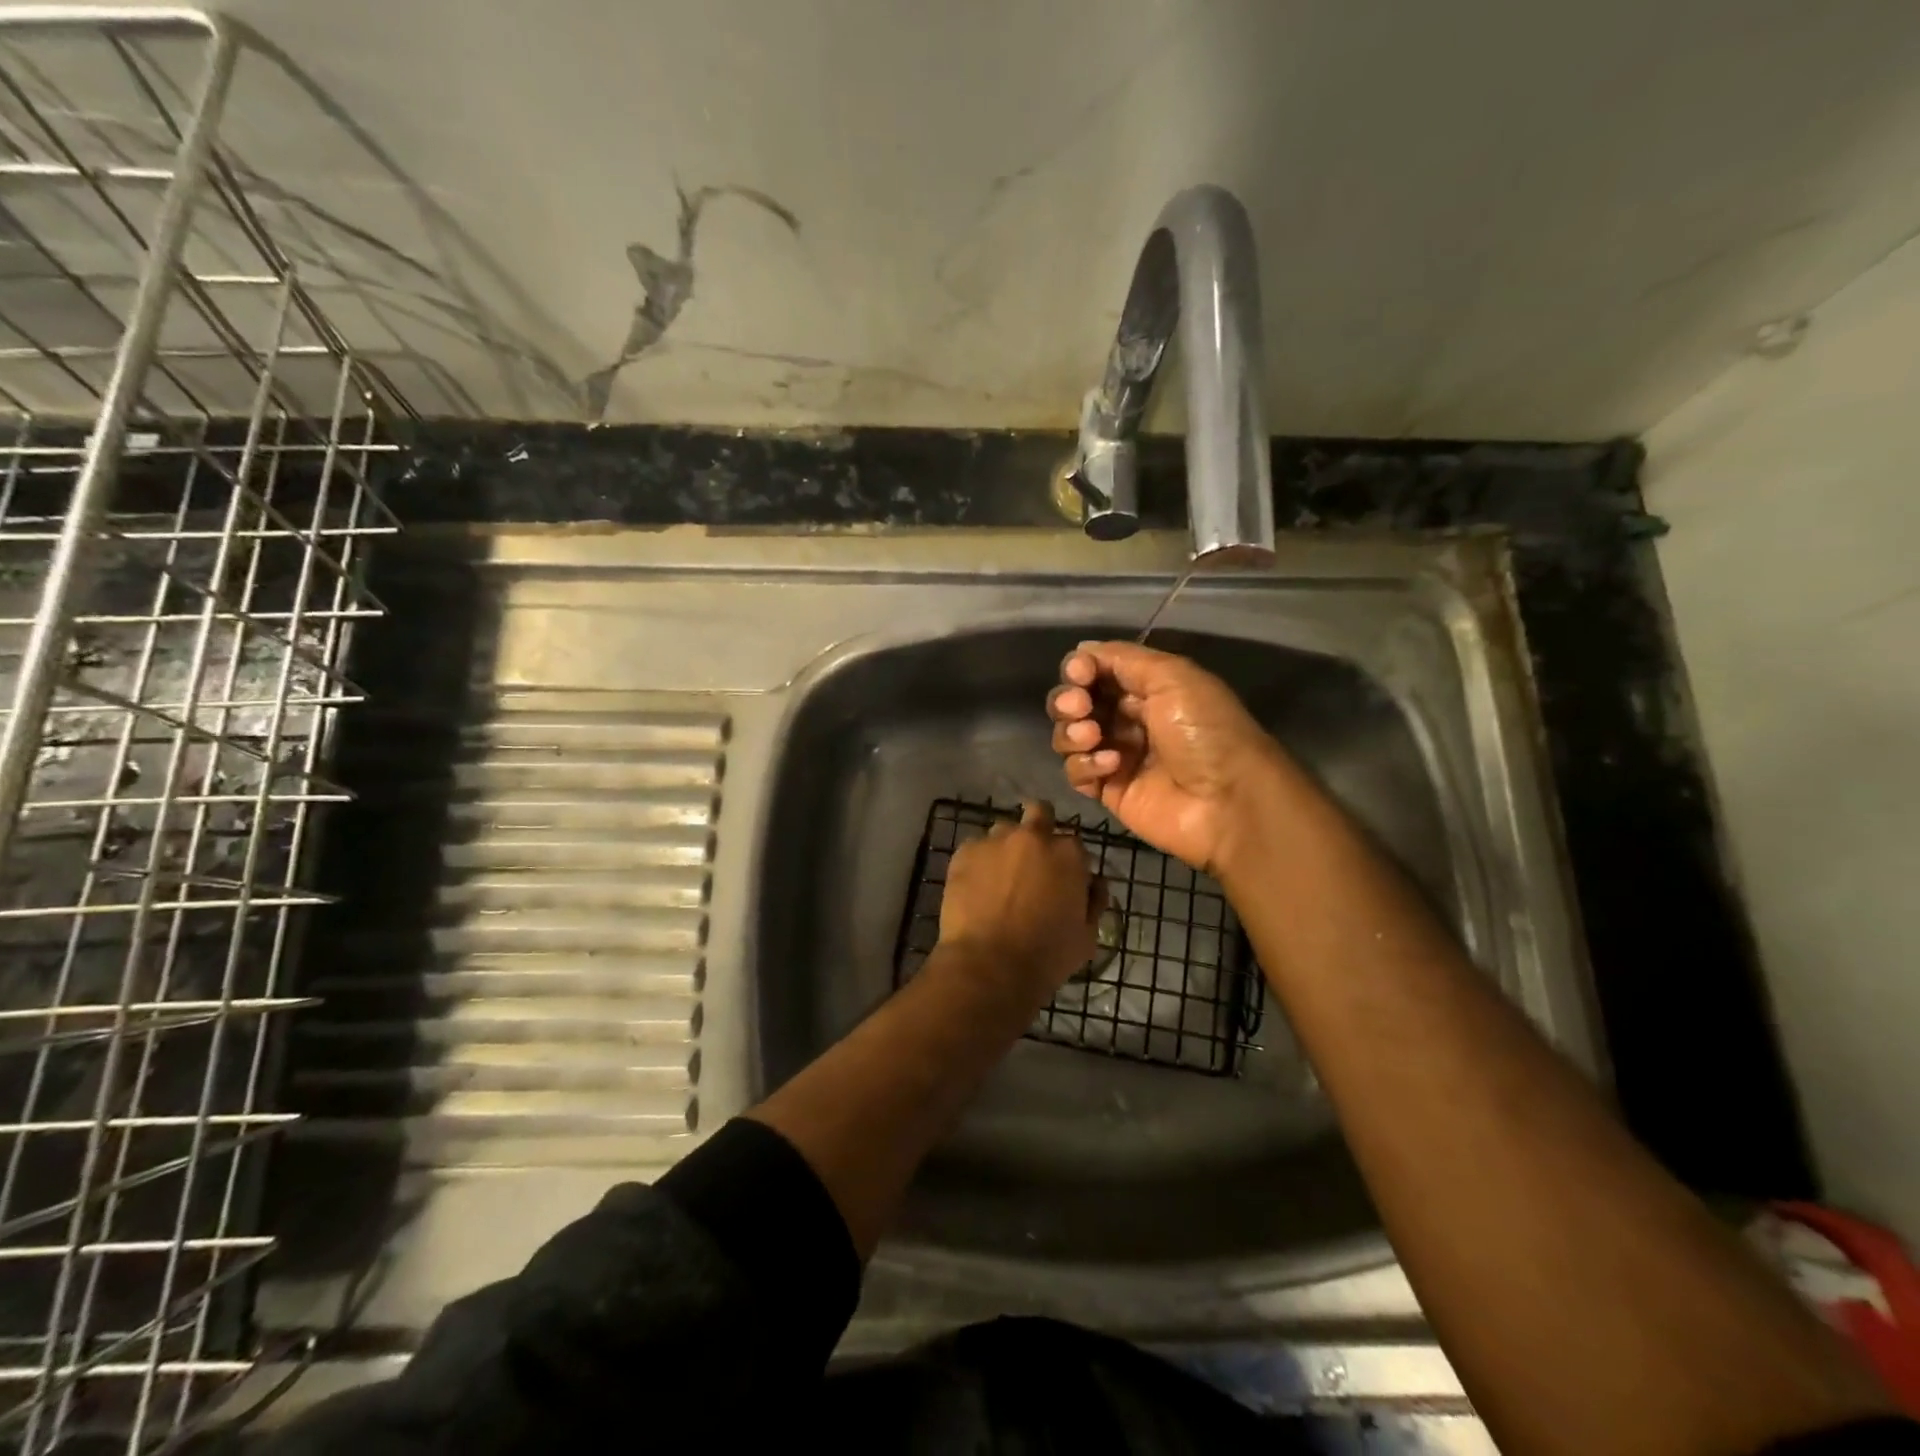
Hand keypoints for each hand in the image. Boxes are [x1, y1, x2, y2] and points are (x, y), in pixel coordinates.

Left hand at [937, 800, 1103, 1004]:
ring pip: (1004, 831)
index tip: (1062, 880)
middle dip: (1040, 828)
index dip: (1069, 862)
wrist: (989, 966)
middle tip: (1032, 861)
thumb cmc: (1046, 955)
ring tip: (1000, 878)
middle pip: (1040, 813)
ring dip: (1007, 847)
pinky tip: (976, 888)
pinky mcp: (964, 852)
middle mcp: (1033, 836)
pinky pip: (975, 849)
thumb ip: (1094, 900)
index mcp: (1069, 853)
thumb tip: (1092, 883)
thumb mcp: (1087, 935)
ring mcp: (995, 840)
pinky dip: (979, 862)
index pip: (1074, 844)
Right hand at [1047, 640, 1283, 876]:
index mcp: (1147, 688)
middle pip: (1075, 702)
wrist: (1227, 801)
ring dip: (1072, 732)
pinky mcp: (1109, 790)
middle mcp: (1128, 718)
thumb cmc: (1205, 731)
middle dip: (1068, 700)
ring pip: (1069, 736)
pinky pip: (1076, 772)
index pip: (1096, 671)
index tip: (1080, 674)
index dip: (1080, 669)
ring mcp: (1116, 756)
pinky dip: (1086, 765)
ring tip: (1093, 737)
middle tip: (1079, 706)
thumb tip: (1082, 652)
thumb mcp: (1174, 677)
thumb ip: (1123, 659)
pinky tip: (1112, 766)